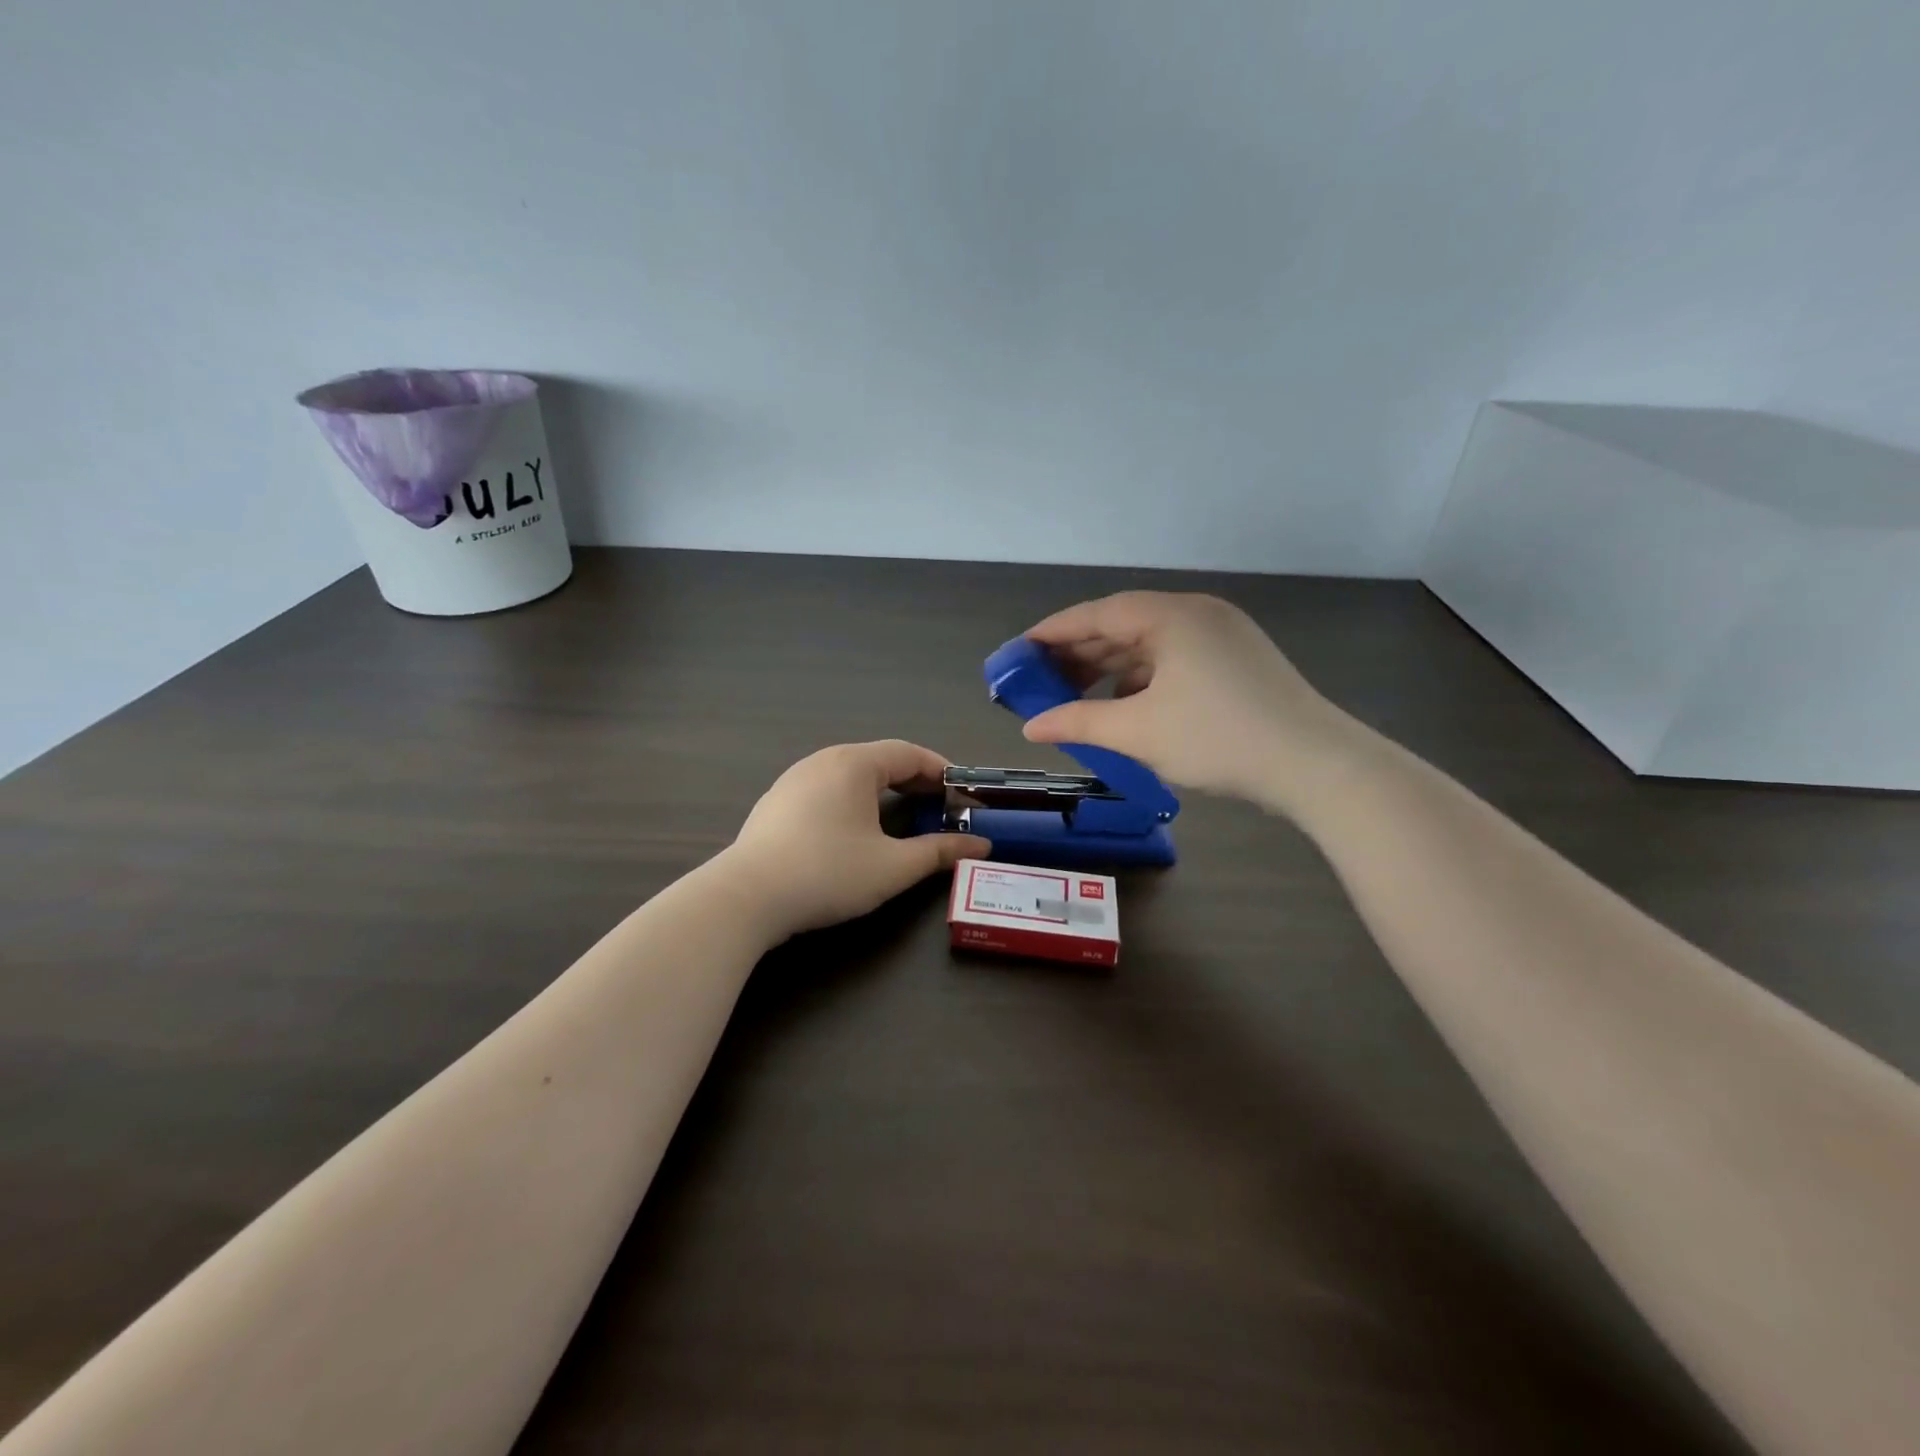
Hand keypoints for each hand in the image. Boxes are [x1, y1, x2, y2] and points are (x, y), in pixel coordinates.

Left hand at [727, 741, 990, 937]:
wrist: (745, 898)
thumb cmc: (827, 873)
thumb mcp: (893, 867)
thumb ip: (940, 852)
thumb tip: (981, 847)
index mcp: (853, 764)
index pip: (909, 753)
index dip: (942, 771)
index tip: (965, 794)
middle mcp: (823, 761)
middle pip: (880, 760)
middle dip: (916, 782)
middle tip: (942, 808)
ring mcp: (794, 780)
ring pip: (852, 775)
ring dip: (884, 791)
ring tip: (905, 818)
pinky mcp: (776, 803)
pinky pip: (827, 790)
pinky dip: (854, 801)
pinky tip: (856, 831)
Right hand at [1020, 592, 1357, 806]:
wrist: (1315, 765)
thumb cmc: (1218, 738)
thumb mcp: (1138, 731)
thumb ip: (1078, 722)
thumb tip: (1031, 727)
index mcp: (1171, 615)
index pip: (1097, 613)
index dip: (1053, 632)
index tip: (1019, 652)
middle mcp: (1197, 613)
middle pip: (1123, 625)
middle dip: (1079, 653)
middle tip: (1041, 680)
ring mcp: (1222, 636)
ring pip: (1150, 644)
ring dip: (1110, 668)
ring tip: (1075, 697)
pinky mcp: (1237, 661)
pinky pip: (1173, 660)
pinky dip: (1142, 679)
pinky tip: (1123, 706)